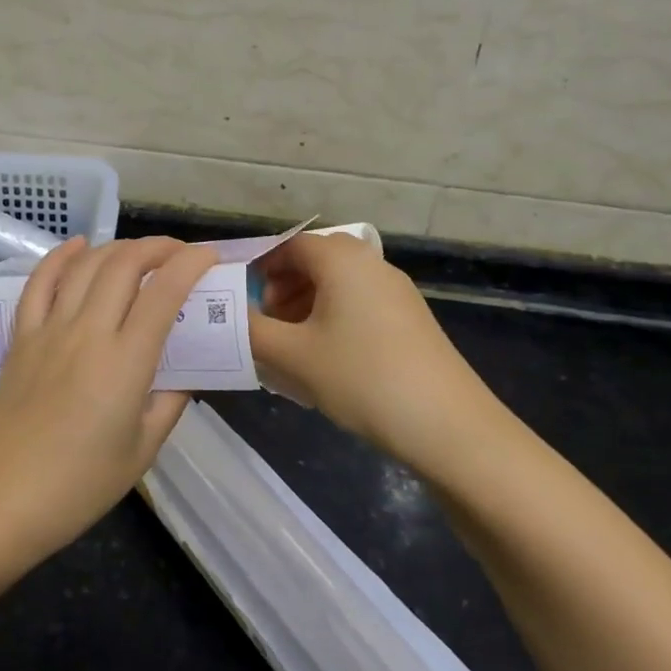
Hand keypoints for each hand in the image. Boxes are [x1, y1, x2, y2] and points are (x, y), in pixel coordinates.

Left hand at [0, 235, 219, 563]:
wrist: (6, 500)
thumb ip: (171, 402)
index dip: (190, 264)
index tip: (209, 257)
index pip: (164, 292)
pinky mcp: (21, 336)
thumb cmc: (82, 485)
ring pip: (86, 266)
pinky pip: (39, 283)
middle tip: (178, 253)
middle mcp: (88, 333)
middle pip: (125, 265)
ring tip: (139, 252)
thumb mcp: (144, 449)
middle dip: (158, 247)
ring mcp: (49, 330)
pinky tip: (79, 246)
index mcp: (125, 363)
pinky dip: (60, 256)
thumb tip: (185, 372)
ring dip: (118, 248)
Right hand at [248, 232, 490, 471]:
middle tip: (262, 324)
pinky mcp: (410, 319)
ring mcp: (396, 291)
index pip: (289, 244)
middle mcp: (370, 263)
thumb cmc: (362, 378)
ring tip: (288, 346)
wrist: (448, 426)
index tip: (237, 297)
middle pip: (314, 261)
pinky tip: (324, 359)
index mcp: (341, 259)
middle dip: (281, 288)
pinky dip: (332, 319)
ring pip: (337, 285)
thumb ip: (249, 331)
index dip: (259, 266)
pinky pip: (358, 304)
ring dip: (305, 305)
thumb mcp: (293, 356)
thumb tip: (222, 315)